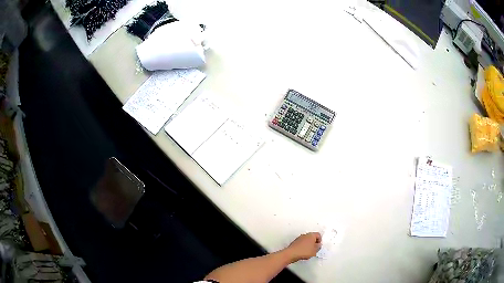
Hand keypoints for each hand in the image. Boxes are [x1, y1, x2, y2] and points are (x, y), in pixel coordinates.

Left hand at [285, 232, 321, 261]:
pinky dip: (303, 246)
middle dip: (314, 243)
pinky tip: (303, 252)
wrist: (291, 254)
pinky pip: (301, 243)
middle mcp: (305, 235)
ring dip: (308, 245)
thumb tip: (318, 245)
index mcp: (311, 235)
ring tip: (308, 252)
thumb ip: (318, 247)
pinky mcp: (294, 242)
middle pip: (312, 237)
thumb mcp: (315, 250)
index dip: (320, 240)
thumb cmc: (304, 251)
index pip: (318, 235)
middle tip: (314, 249)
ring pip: (306, 240)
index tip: (318, 246)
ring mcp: (299, 238)